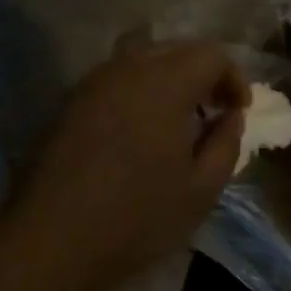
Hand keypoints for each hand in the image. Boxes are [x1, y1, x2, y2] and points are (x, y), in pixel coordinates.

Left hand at [7, 40, 247, 290]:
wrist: (51, 241)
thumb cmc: (137, 218)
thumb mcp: (201, 190)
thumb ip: (226, 143)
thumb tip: (230, 116)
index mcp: (165, 83)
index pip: (211, 54)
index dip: (233, 77)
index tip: (239, 111)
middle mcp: (128, 68)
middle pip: (177, 48)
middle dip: (203, 73)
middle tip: (215, 110)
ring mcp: (93, 82)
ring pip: (143, 58)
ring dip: (170, 78)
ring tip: (179, 119)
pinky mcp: (71, 102)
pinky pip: (117, 78)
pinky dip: (140, 89)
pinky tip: (141, 129)